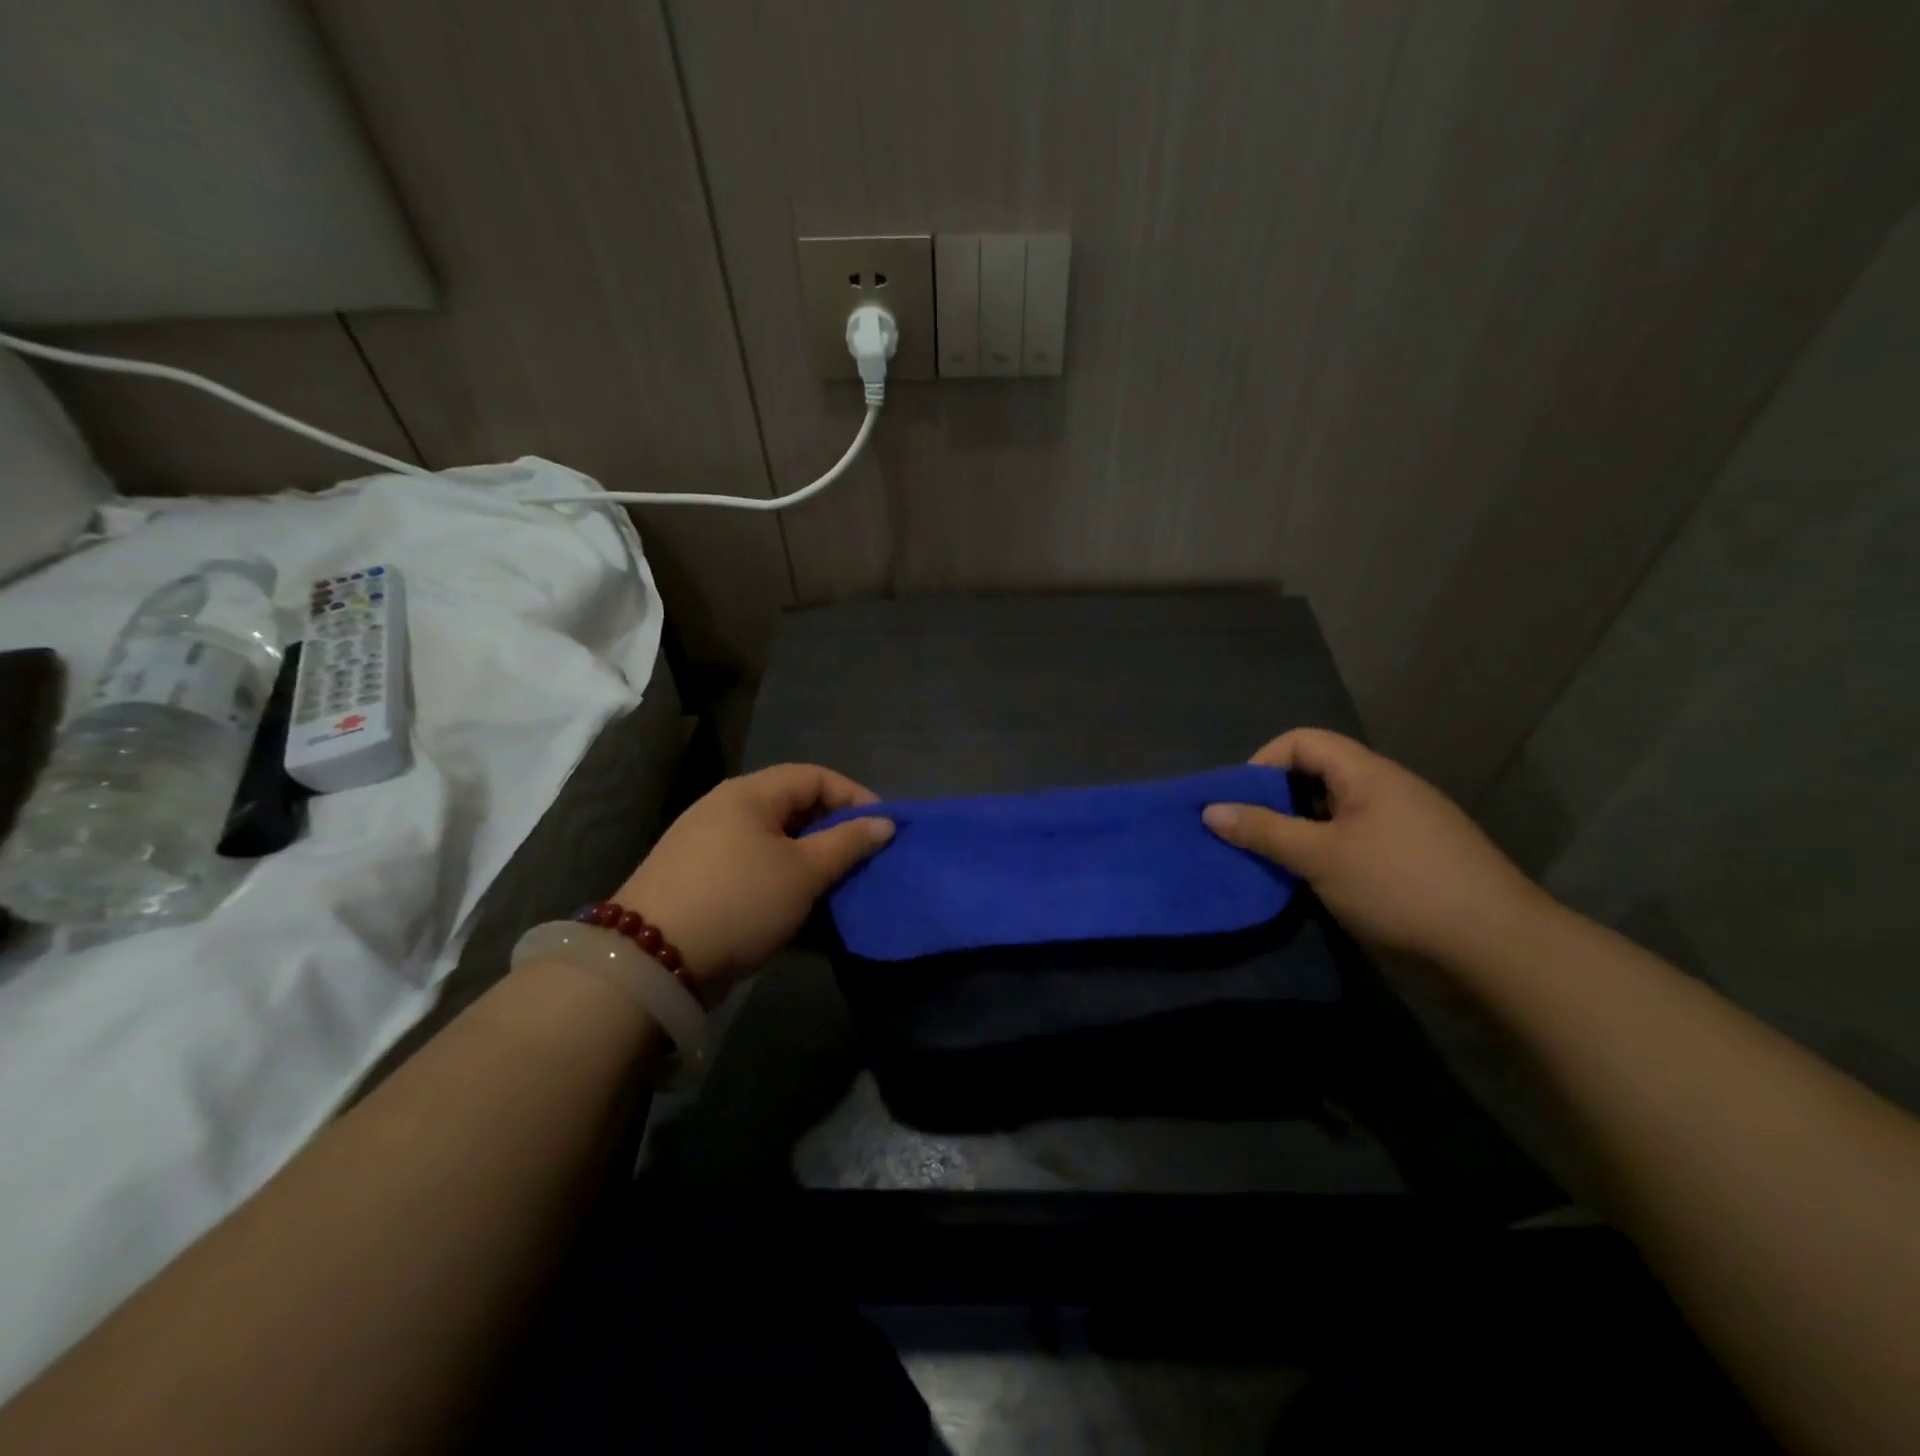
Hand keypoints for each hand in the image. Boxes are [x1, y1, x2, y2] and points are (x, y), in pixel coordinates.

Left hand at [614, 764, 893, 997]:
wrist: (652, 961)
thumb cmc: (739, 900)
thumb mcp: (804, 872)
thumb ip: (848, 843)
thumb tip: (884, 822)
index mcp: (750, 794)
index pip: (814, 777)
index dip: (854, 797)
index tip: (883, 829)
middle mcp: (728, 812)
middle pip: (796, 812)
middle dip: (835, 837)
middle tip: (864, 864)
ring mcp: (711, 850)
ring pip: (778, 849)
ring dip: (813, 870)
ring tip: (841, 896)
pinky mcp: (703, 886)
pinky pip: (757, 877)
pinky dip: (786, 892)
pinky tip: (808, 922)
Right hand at [1202, 728, 1548, 964]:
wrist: (1498, 952)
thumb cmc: (1401, 888)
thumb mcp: (1321, 857)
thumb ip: (1265, 831)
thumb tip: (1210, 810)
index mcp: (1368, 775)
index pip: (1303, 742)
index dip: (1263, 762)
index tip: (1237, 801)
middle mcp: (1385, 792)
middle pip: (1316, 777)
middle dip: (1274, 802)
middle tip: (1243, 834)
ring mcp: (1400, 830)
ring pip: (1332, 816)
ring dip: (1296, 834)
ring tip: (1266, 863)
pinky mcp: (1408, 865)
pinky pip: (1351, 845)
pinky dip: (1321, 857)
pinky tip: (1306, 886)